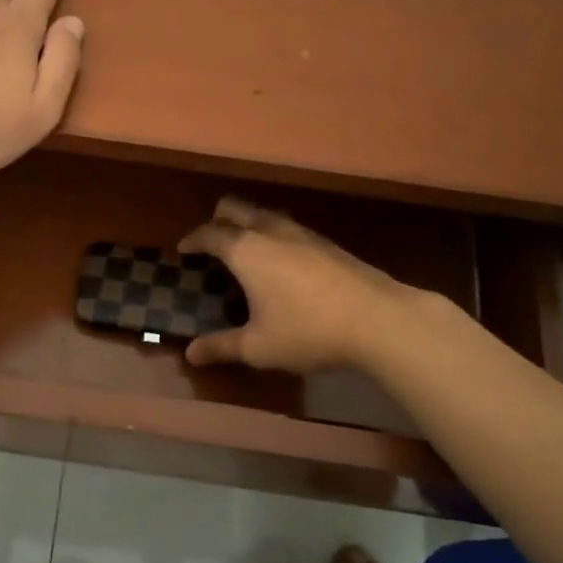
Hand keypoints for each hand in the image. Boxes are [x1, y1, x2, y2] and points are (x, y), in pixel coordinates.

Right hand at [178, 198, 412, 372]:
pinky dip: (273, 235)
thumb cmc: (308, 331)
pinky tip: (283, 263)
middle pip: (236, 208)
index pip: (210, 234)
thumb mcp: (258, 347)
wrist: (379, 320)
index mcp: (246, 250)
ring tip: (245, 250)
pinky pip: (289, 228)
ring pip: (266, 214)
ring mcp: (303, 233)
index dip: (193, 239)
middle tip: (211, 241)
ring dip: (249, 224)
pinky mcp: (328, 243)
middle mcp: (271, 232)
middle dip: (218, 219)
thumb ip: (221, 347)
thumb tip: (190, 354)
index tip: (183, 249)